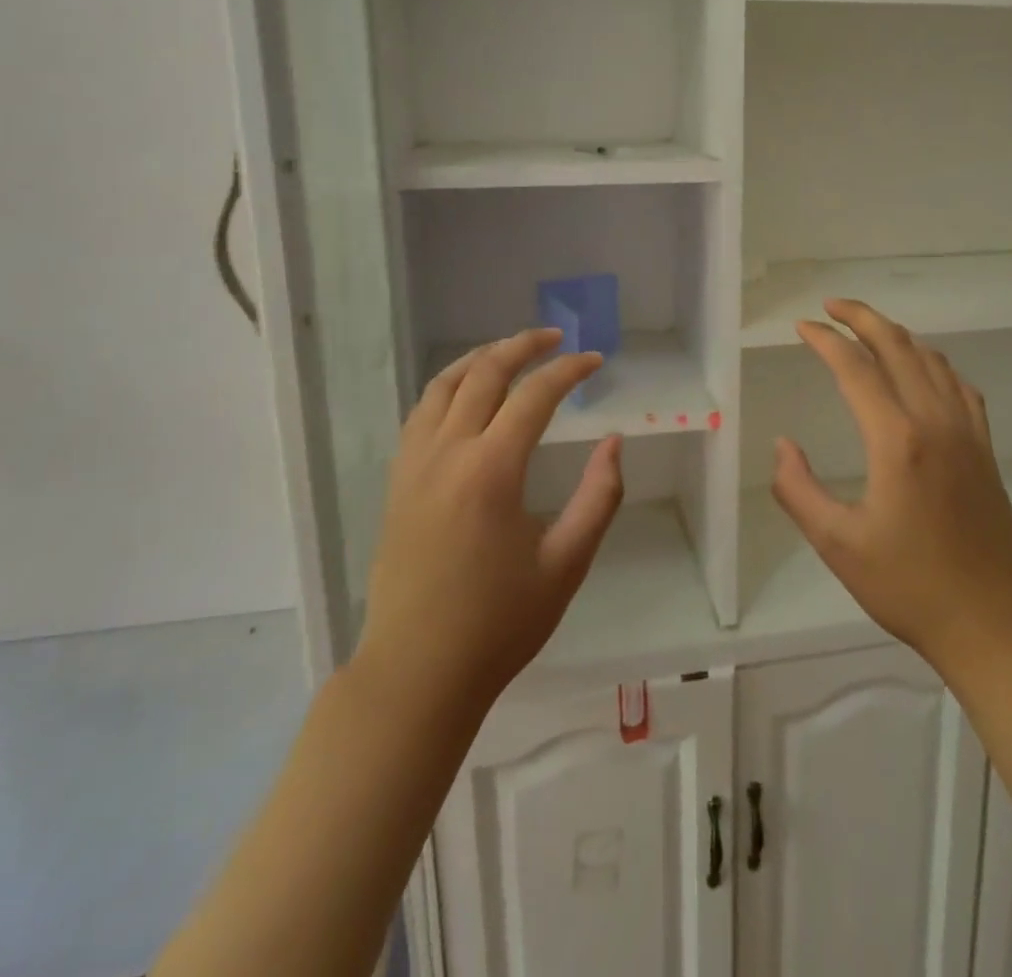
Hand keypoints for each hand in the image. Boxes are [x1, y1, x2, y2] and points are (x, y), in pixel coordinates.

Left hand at [358, 329, 624, 716]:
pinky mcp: (397, 482)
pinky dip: (449, 387)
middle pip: (483, 373)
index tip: (596, 361)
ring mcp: (413, 465)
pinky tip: (468, 396)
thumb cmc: (500, 623)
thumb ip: (599, 497)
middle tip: (556, 338)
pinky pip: (421, 412)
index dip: (569, 370)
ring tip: (511, 351)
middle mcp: (447, 454)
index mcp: (490, 471)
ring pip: (443, 385)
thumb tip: (614, 442)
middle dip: (523, 346)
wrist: (416, 673)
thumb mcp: (567, 563)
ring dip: (480, 358)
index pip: (534, 395)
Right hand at [771, 299, 1011, 679]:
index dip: (825, 341)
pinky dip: (933, 362)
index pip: (855, 368)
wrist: (994, 622)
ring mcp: (967, 432)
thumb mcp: (838, 544)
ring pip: (932, 360)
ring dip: (896, 335)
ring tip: (867, 330)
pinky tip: (923, 369)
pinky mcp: (984, 448)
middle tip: (830, 306)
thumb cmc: (909, 586)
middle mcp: (935, 421)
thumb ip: (799, 490)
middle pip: (898, 347)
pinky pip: (959, 385)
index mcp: (897, 439)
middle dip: (862, 318)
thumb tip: (782, 445)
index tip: (801, 327)